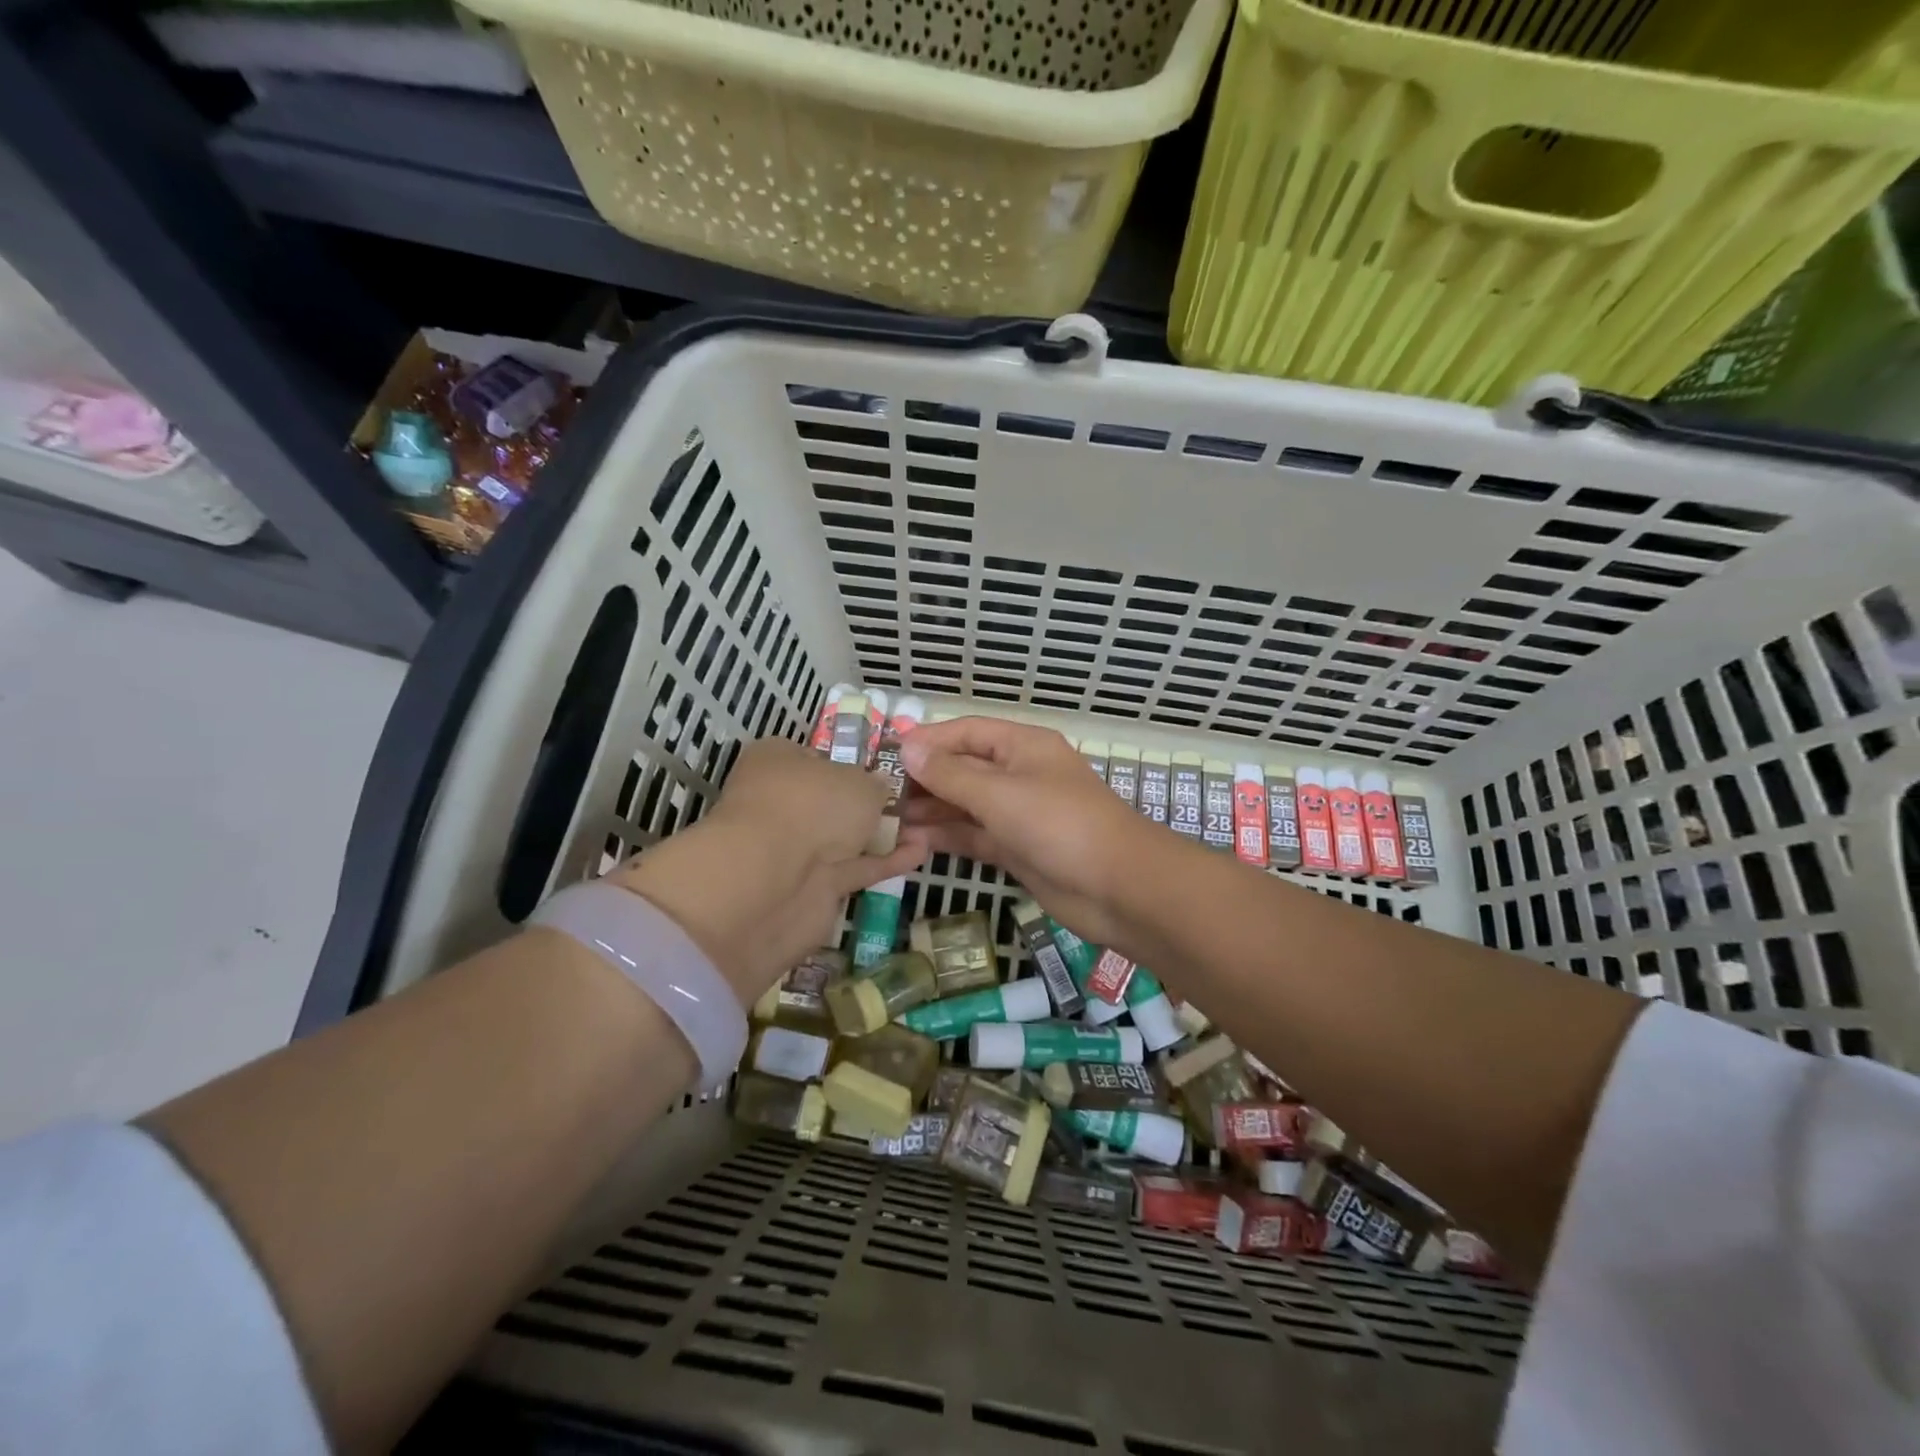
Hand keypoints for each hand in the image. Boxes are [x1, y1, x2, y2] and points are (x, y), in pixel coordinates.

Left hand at [609, 737, 926, 1004]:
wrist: (775, 880)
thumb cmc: (812, 805)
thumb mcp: (859, 780)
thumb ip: (876, 784)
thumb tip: (879, 788)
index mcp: (778, 761)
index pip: (818, 756)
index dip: (852, 761)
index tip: (891, 768)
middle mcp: (783, 801)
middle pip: (834, 799)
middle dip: (872, 802)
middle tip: (918, 798)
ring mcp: (796, 848)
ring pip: (846, 836)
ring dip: (884, 833)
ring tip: (929, 825)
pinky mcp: (813, 888)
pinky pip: (857, 868)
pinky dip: (886, 861)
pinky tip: (922, 851)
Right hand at [900, 717, 1164, 946]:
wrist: (1119, 888)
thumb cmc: (1059, 825)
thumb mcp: (1000, 794)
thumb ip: (951, 774)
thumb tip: (908, 747)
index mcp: (1022, 747)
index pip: (966, 732)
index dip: (927, 741)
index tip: (887, 756)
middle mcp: (1019, 775)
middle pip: (964, 768)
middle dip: (925, 780)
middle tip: (880, 796)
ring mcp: (1019, 814)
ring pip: (966, 805)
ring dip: (931, 811)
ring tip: (887, 821)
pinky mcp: (1018, 849)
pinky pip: (975, 836)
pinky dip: (947, 838)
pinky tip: (912, 843)